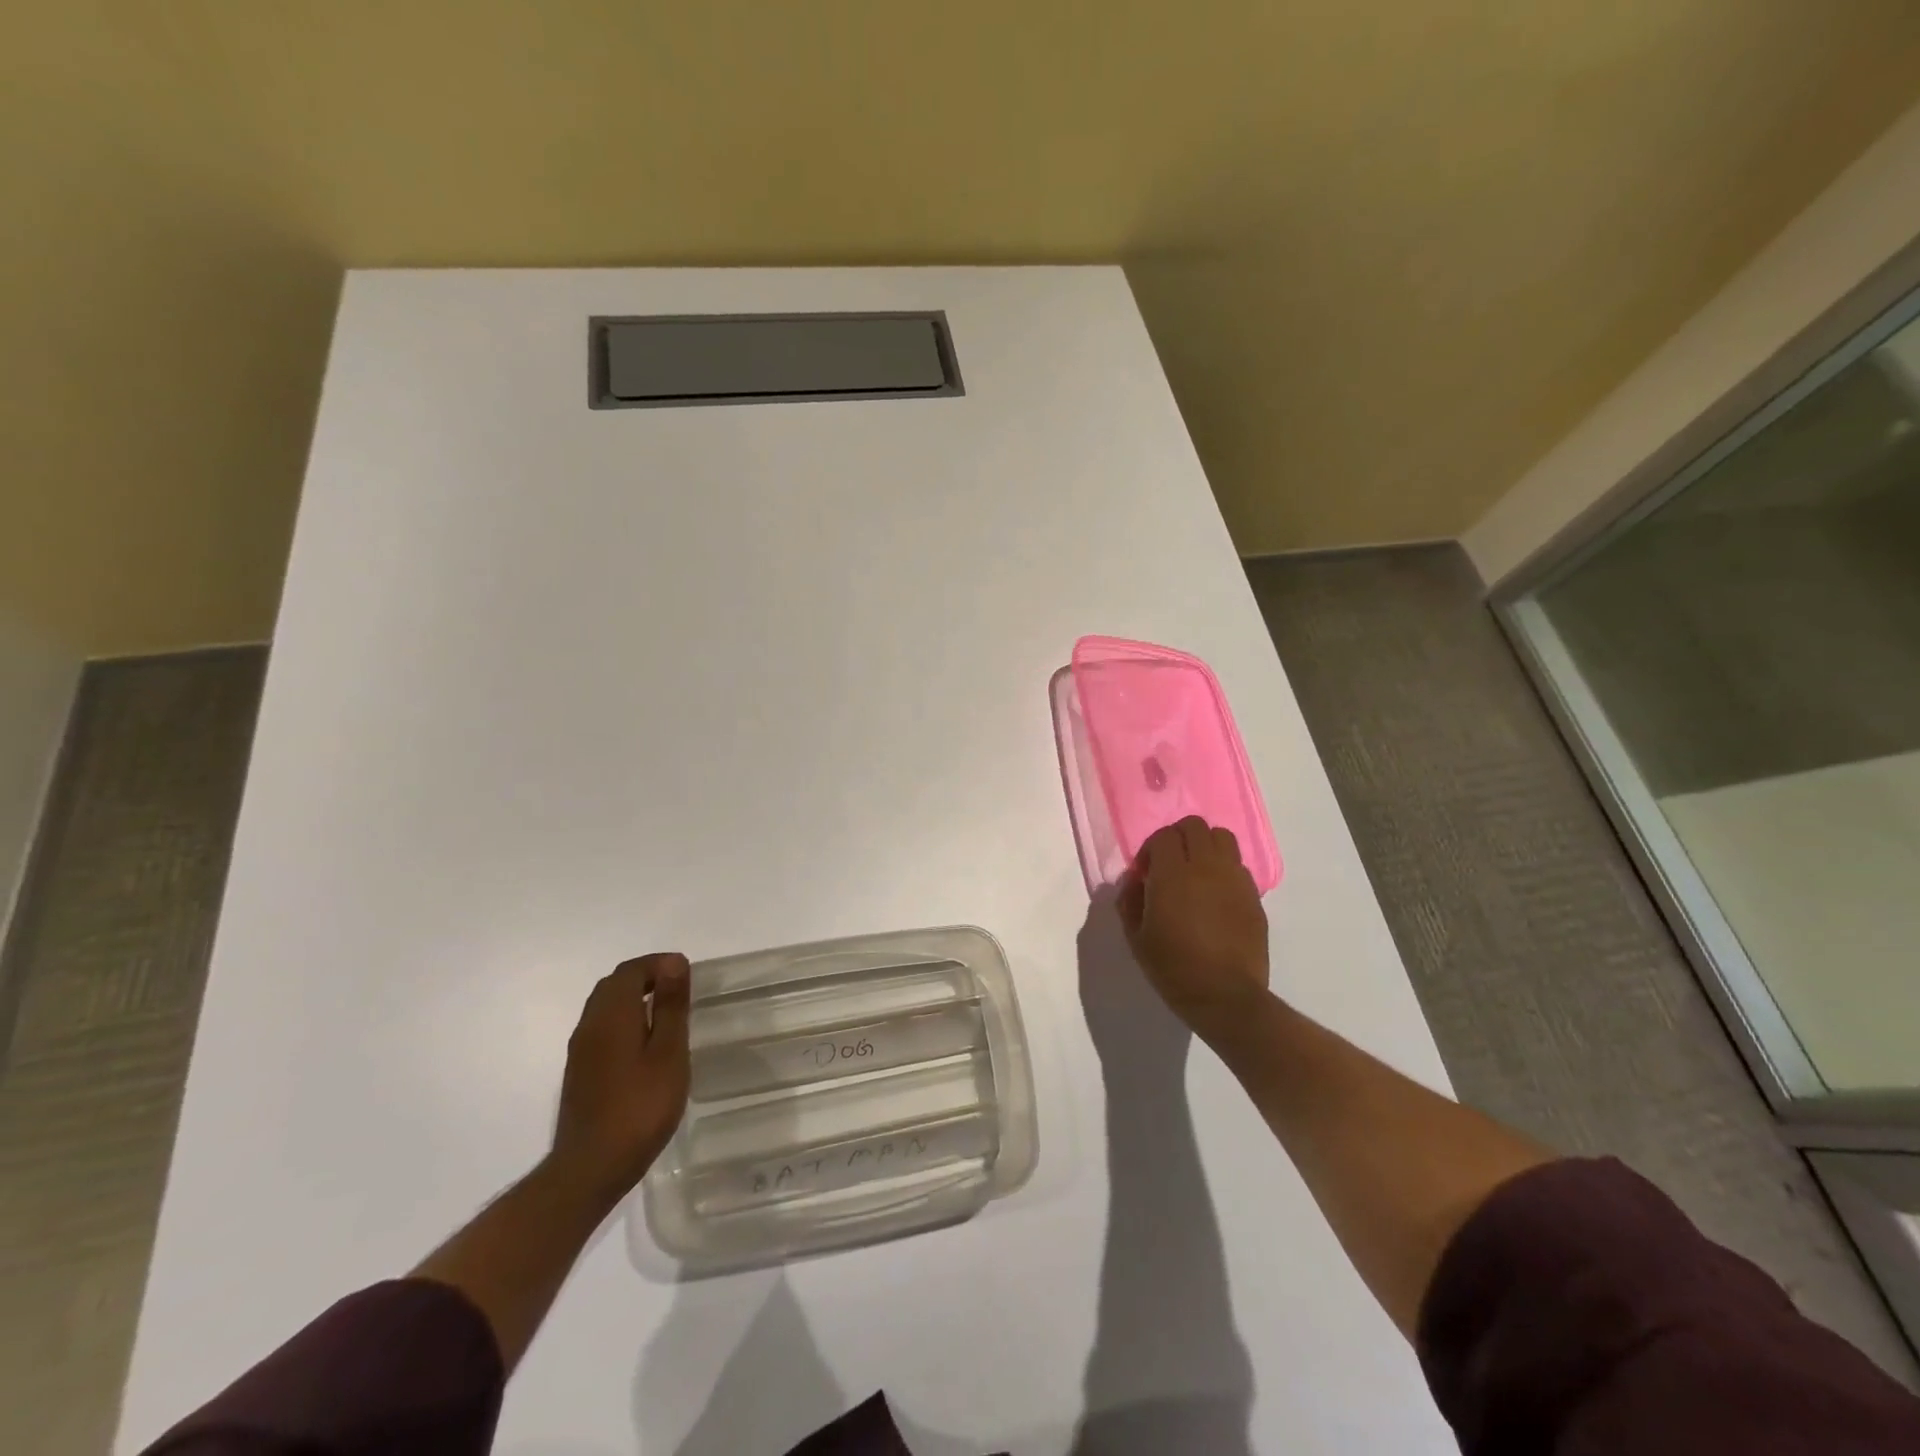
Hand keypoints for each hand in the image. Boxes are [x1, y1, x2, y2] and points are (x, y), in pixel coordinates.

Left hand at [548, 952, 691, 1204]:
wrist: (590, 1169)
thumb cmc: (640, 1107)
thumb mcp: (668, 1052)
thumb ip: (670, 1006)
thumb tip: (674, 962)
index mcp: (611, 1014)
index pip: (631, 970)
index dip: (659, 964)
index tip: (687, 974)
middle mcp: (590, 1025)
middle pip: (614, 985)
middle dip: (647, 977)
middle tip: (680, 990)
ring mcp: (581, 1051)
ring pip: (606, 1007)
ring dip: (634, 1000)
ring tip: (667, 1015)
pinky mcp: (580, 1073)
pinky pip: (602, 1029)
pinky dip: (625, 1021)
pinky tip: (646, 1046)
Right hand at [1117, 816, 1270, 1040]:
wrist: (1226, 997)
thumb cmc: (1174, 969)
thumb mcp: (1136, 938)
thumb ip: (1129, 900)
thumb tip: (1135, 880)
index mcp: (1172, 874)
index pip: (1163, 836)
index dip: (1151, 849)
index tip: (1146, 872)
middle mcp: (1206, 867)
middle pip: (1195, 826)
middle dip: (1178, 837)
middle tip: (1170, 864)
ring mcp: (1234, 879)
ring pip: (1222, 837)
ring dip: (1205, 846)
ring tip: (1196, 872)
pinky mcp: (1254, 895)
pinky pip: (1238, 865)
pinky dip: (1224, 868)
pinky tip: (1216, 895)